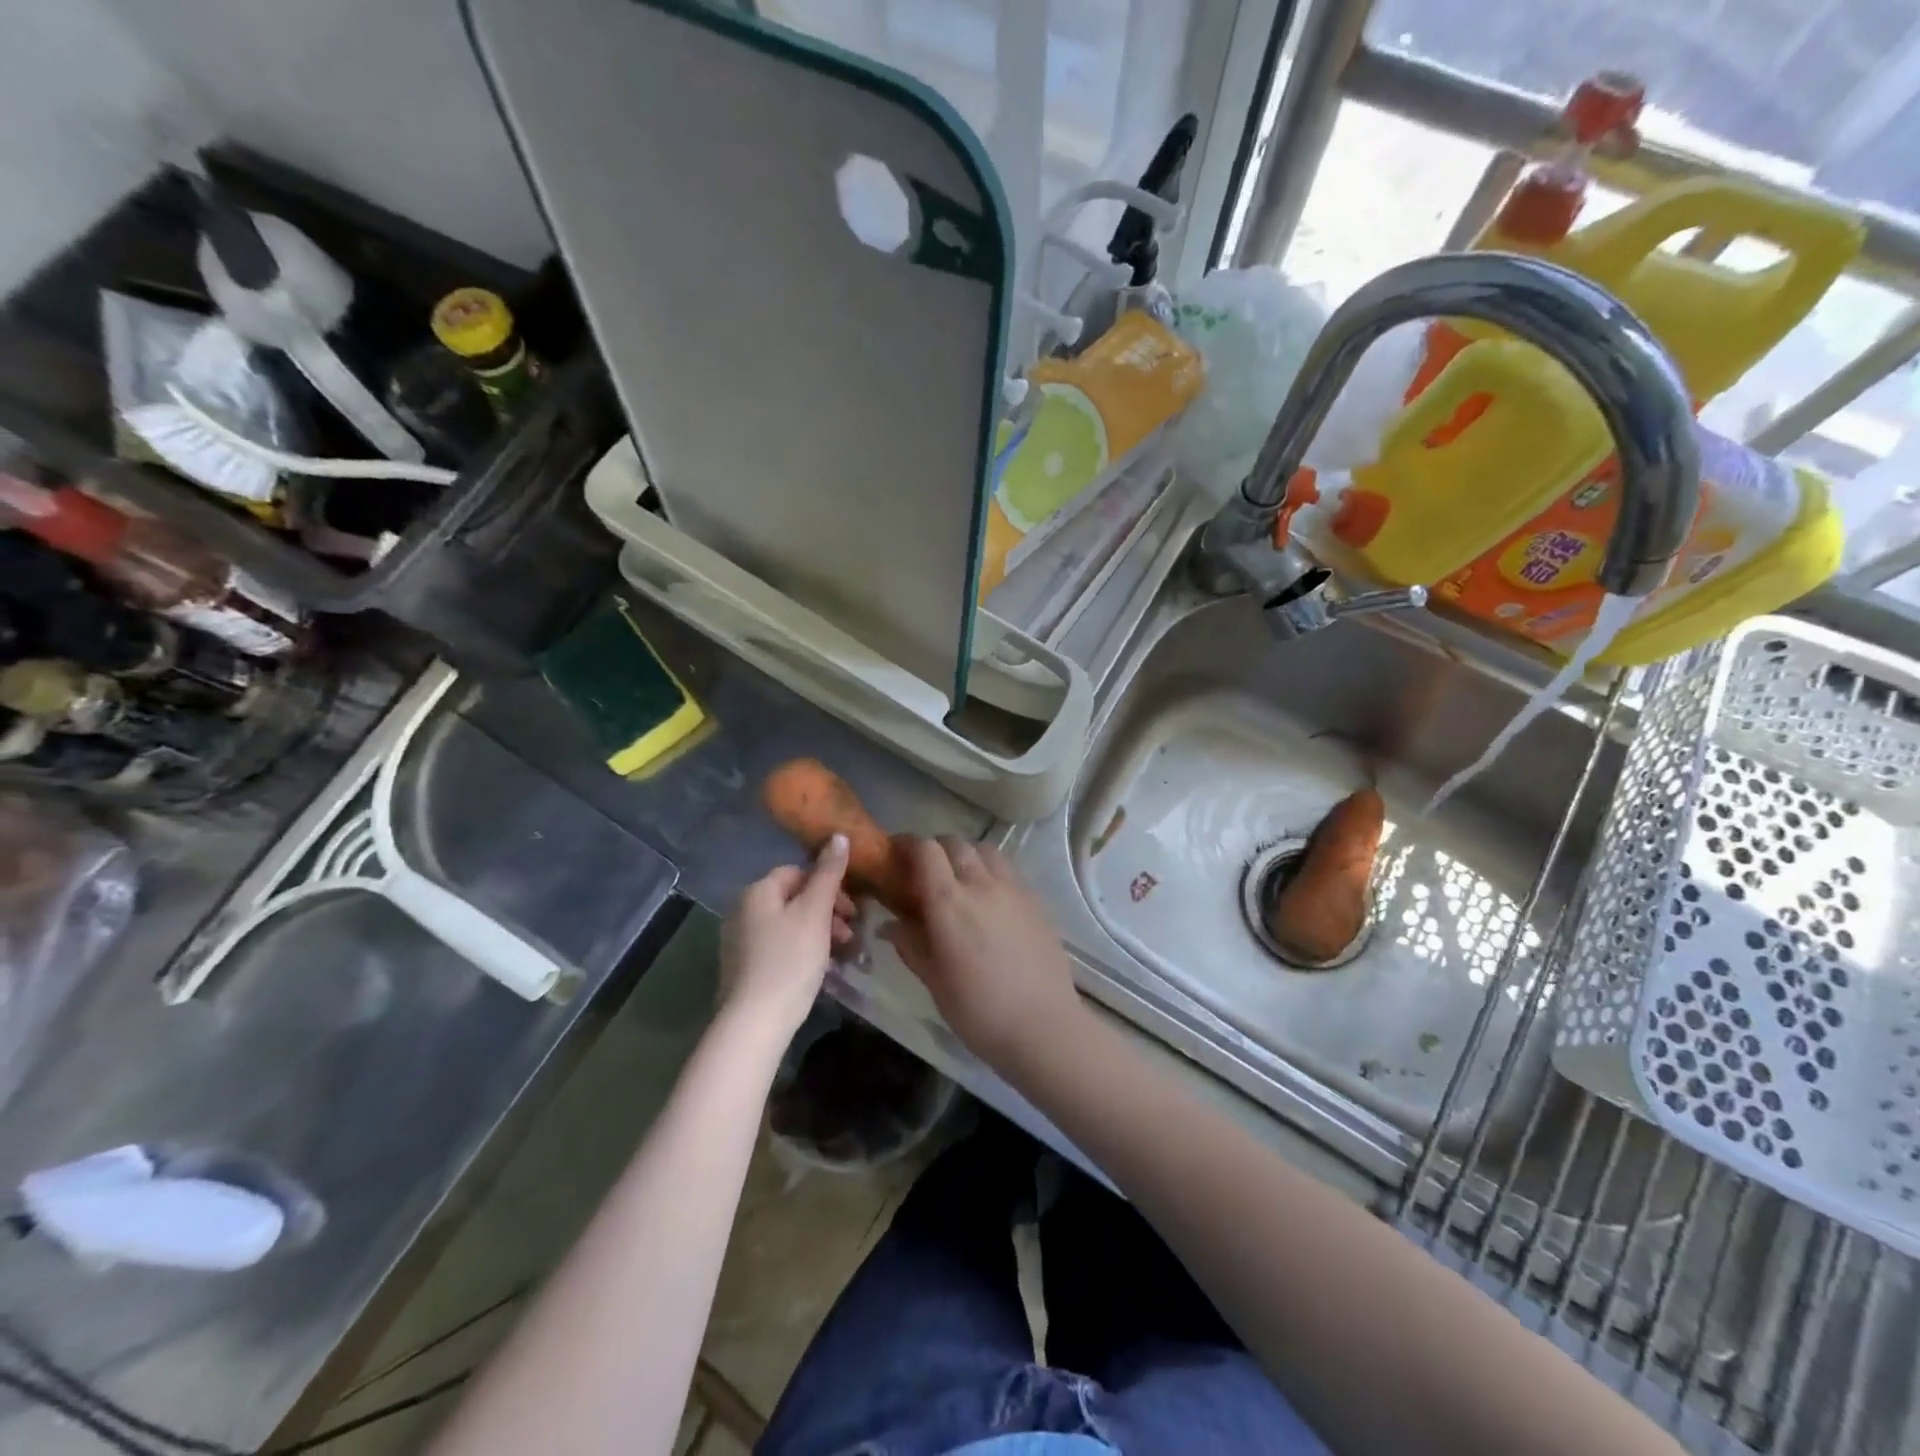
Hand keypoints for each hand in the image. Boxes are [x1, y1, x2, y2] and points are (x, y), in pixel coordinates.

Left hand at [720, 836, 855, 1037]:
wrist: (755, 1022)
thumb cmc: (789, 960)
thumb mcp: (815, 912)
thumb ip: (829, 873)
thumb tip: (839, 835)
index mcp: (757, 891)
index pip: (798, 872)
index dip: (829, 885)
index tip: (852, 909)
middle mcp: (743, 910)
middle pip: (794, 898)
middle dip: (827, 911)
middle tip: (850, 933)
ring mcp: (740, 941)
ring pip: (789, 924)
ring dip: (818, 932)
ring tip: (840, 954)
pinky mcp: (744, 968)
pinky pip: (780, 947)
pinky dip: (802, 951)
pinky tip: (819, 969)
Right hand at [880, 836, 1085, 1070]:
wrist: (1043, 1026)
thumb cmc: (978, 1010)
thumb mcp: (934, 980)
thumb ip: (910, 944)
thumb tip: (889, 925)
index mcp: (949, 901)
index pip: (925, 850)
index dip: (908, 846)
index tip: (896, 857)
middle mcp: (981, 884)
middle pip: (955, 843)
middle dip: (935, 850)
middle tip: (925, 873)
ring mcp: (1013, 889)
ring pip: (984, 850)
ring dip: (966, 856)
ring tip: (960, 881)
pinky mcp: (1035, 900)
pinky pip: (1007, 870)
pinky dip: (990, 871)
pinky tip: (989, 899)